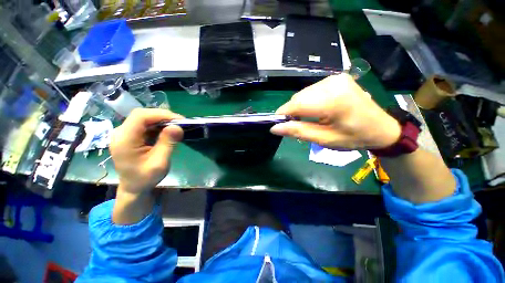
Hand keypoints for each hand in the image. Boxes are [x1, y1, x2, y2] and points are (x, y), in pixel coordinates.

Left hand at [110, 108, 183, 195]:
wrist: (134, 187)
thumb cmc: (146, 178)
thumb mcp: (160, 162)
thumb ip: (168, 143)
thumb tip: (178, 127)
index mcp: (124, 140)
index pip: (141, 116)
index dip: (161, 114)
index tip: (180, 120)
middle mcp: (121, 133)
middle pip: (142, 115)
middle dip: (163, 116)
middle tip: (180, 123)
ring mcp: (124, 133)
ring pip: (144, 118)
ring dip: (162, 120)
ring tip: (176, 126)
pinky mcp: (130, 135)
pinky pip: (145, 125)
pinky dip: (158, 125)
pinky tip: (167, 131)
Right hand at [270, 74, 400, 149]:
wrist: (382, 128)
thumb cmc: (354, 137)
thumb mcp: (324, 139)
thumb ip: (298, 131)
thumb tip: (275, 128)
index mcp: (333, 100)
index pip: (296, 104)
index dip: (283, 114)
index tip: (278, 124)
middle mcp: (333, 83)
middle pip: (299, 97)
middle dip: (292, 112)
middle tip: (297, 125)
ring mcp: (335, 78)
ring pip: (303, 94)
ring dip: (300, 107)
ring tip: (309, 119)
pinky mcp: (336, 78)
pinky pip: (312, 90)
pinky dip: (308, 101)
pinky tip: (315, 110)